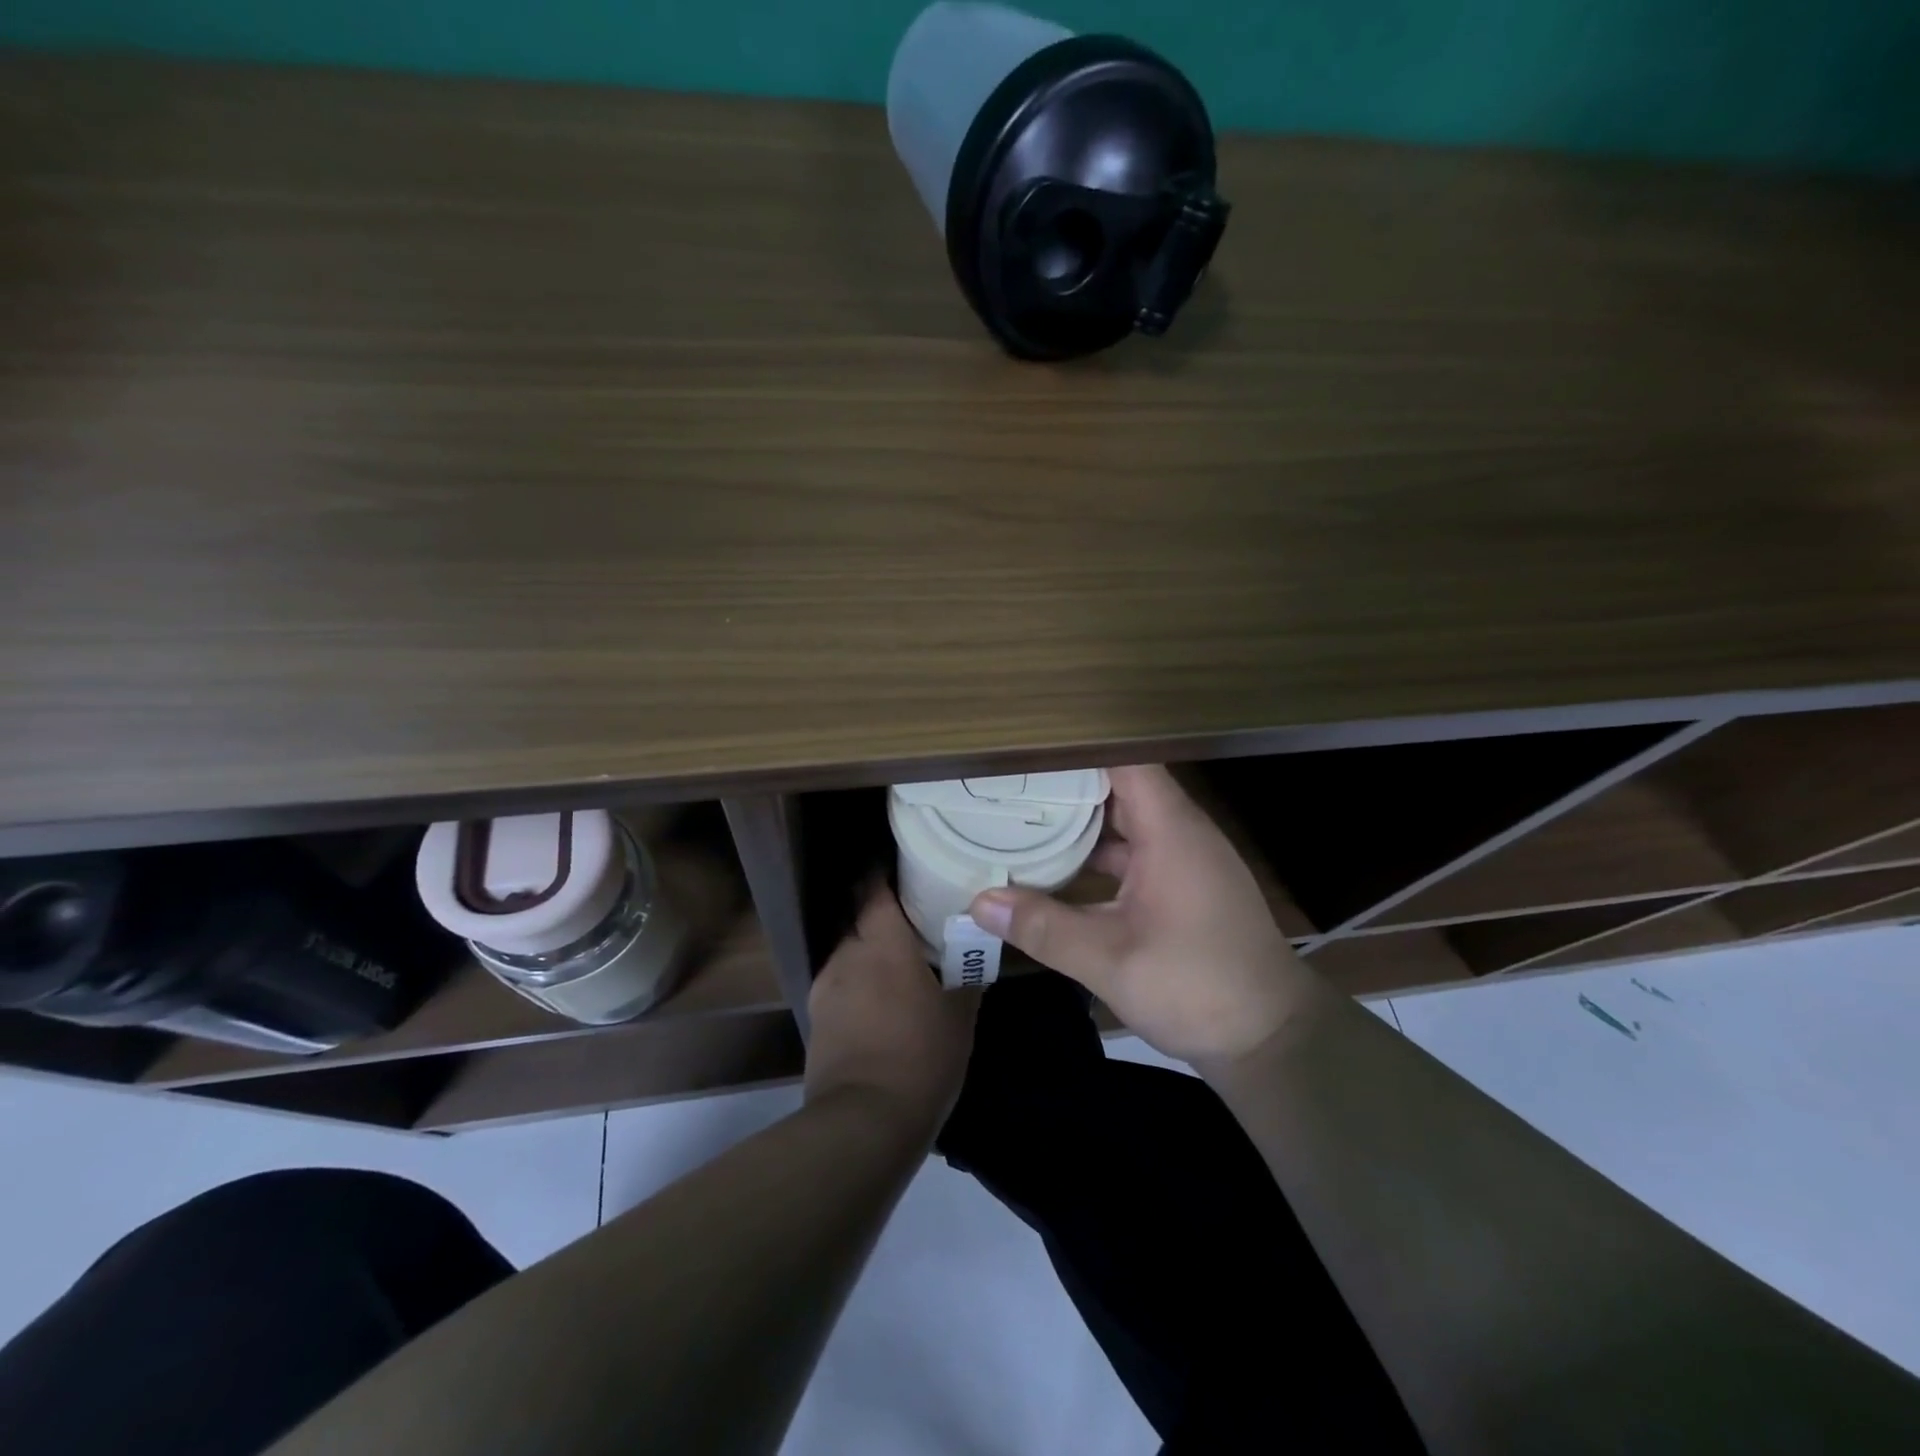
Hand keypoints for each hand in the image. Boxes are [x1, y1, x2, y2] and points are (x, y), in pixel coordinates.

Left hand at [805, 884, 979, 1134]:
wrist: (864, 1122)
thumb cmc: (921, 1056)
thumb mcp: (960, 1016)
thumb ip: (966, 977)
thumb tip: (974, 953)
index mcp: (883, 944)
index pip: (873, 890)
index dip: (882, 874)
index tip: (900, 867)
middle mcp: (847, 955)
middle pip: (858, 919)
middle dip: (879, 915)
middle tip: (909, 921)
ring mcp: (825, 988)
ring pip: (848, 954)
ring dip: (868, 953)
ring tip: (894, 966)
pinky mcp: (816, 1020)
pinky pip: (839, 986)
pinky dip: (857, 985)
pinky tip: (877, 1004)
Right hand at [968, 764, 1312, 1067]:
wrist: (1272, 1038)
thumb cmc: (1197, 986)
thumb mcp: (1110, 960)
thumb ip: (1043, 927)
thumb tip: (978, 902)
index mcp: (1169, 830)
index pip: (1122, 761)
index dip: (1075, 750)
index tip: (1024, 752)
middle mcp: (1178, 833)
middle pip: (1117, 788)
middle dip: (1064, 786)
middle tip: (1004, 785)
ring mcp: (1182, 861)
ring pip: (1122, 824)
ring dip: (1078, 824)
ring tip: (1019, 820)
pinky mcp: (1181, 887)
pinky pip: (1132, 853)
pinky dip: (1096, 856)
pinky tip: (1057, 871)